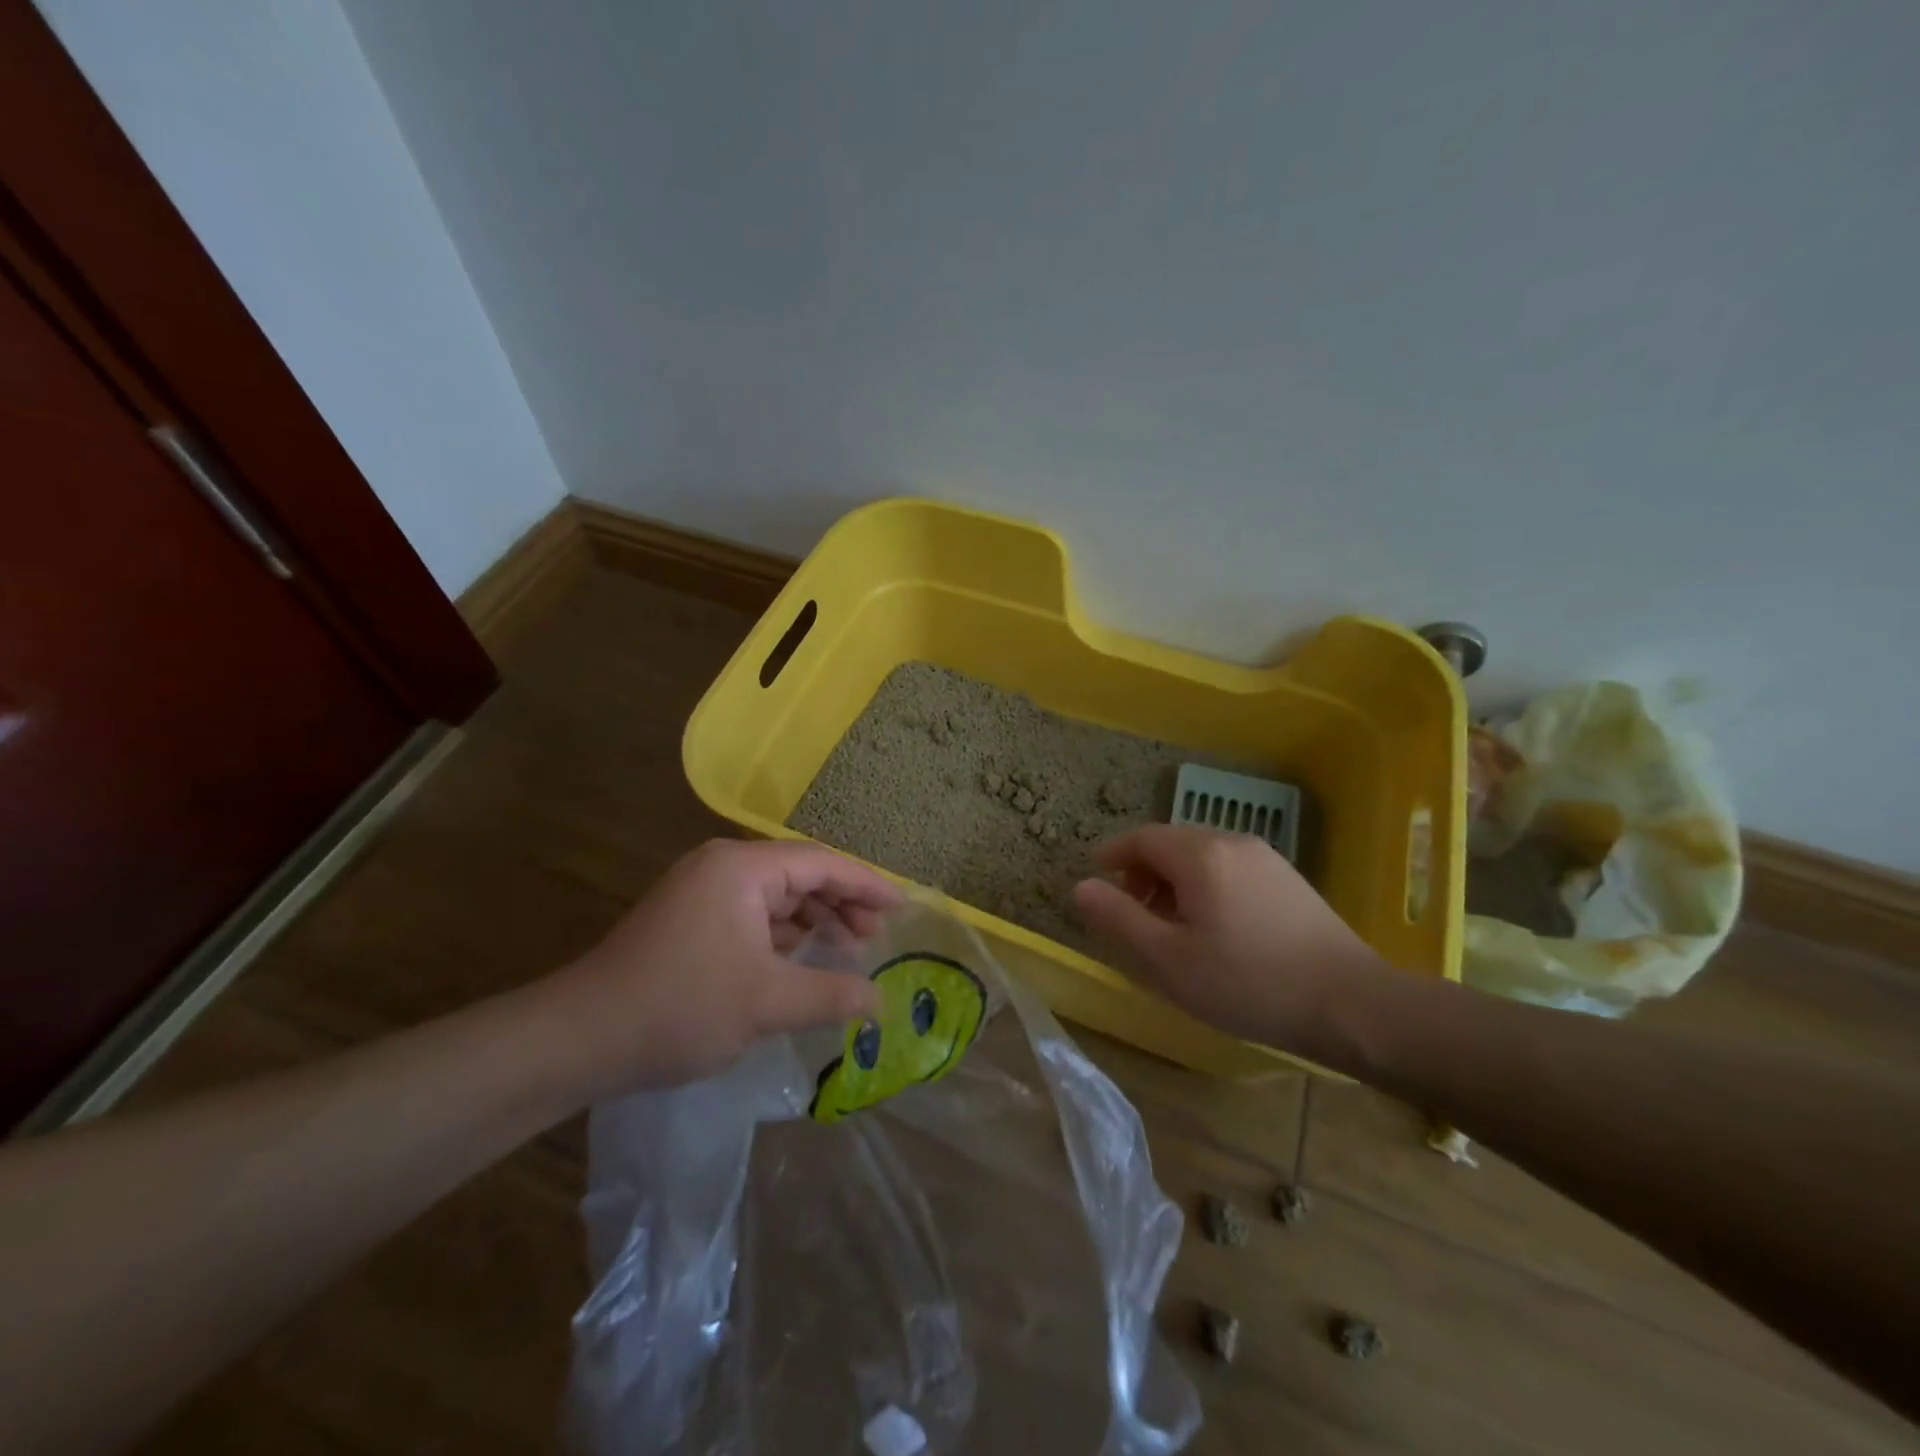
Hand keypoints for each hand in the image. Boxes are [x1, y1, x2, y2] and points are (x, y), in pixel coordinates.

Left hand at [548, 839, 898, 1093]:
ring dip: (813, 920)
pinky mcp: (690, 919)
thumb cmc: (681, 1007)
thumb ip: (832, 994)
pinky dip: (783, 934)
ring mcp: (702, 891)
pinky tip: (801, 960)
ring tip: (847, 949)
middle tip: (875, 937)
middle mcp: (722, 866)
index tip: (901, 908)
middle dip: (842, 903)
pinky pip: (753, 915)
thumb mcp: (768, 1003)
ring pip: (776, 896)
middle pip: (800, 874)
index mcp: (742, 868)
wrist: (579, 1039)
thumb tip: (880, 1000)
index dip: (867, 885)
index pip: (822, 863)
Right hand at [1071, 825, 1387, 1054]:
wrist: (1351, 1003)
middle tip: (1131, 911)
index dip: (1113, 854)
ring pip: (1202, 855)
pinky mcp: (1289, 879)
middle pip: (1172, 842)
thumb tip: (1081, 887)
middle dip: (1142, 870)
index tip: (1097, 878)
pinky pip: (1230, 867)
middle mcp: (1231, 842)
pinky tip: (1214, 927)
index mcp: (1199, 855)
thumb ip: (1118, 919)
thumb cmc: (1247, 982)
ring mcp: (1266, 858)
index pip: (1141, 838)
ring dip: (1174, 879)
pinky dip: (1205, 884)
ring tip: (1170, 925)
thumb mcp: (1168, 959)